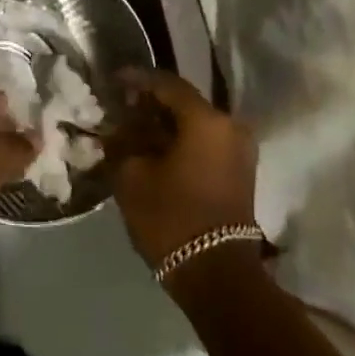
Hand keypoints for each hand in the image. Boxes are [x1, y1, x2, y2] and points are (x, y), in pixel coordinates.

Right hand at [112, 70, 257, 269]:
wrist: (217, 276)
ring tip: (135, 130)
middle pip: (184, 102)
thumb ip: (123, 142)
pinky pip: (206, 142)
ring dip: (167, 124)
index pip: (167, 84)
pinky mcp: (240, 172)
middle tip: (122, 106)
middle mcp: (230, 126)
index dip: (137, 79)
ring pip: (196, 123)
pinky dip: (182, 140)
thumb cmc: (172, 218)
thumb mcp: (132, 176)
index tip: (114, 80)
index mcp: (207, 120)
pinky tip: (156, 150)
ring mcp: (240, 150)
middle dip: (152, 103)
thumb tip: (119, 128)